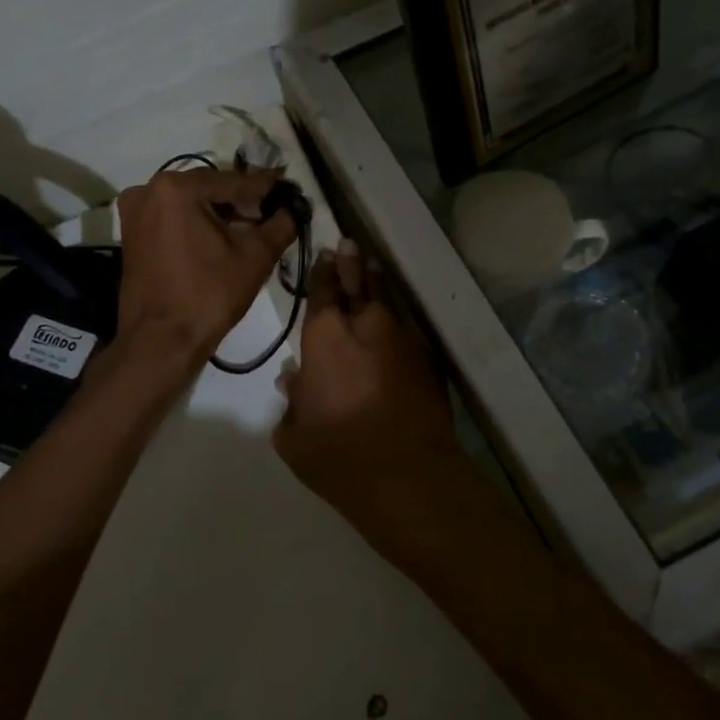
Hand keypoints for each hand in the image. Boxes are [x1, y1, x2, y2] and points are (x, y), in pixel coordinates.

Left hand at [114, 167, 296, 365]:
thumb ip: (281, 224)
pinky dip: (198, 224)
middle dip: (242, 201)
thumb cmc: (209, 294)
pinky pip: (173, 219)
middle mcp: (149, 190)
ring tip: (252, 227)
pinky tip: (223, 238)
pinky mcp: (131, 234)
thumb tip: (296, 207)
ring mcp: (135, 212)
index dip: (266, 187)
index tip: (290, 187)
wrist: (161, 341)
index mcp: (177, 187)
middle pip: (209, 189)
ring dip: (220, 213)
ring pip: (190, 204)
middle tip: (273, 211)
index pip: (233, 181)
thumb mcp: (256, 256)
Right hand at [274, 240, 460, 516]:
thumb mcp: (294, 436)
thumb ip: (292, 403)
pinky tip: (395, 312)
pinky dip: (397, 313)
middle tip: (348, 244)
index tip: (324, 254)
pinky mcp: (427, 358)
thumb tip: (294, 380)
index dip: (322, 271)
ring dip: (376, 280)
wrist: (408, 475)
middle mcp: (365, 325)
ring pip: (387, 298)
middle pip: (358, 282)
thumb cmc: (338, 456)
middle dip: (351, 262)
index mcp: (325, 337)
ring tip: (372, 264)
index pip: (322, 291)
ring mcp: (402, 338)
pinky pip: (407, 324)